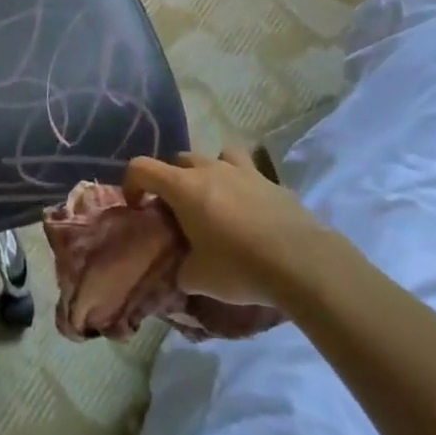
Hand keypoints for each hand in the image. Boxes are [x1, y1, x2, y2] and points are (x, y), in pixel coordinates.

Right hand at [123, 148, 327, 308]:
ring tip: (215, 199)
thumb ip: (181, 270)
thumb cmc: (240, 267)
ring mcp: (243, 171)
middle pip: (178, 160)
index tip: (138, 207)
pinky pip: (249, 174)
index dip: (131, 184)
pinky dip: (242, 186)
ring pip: (216, 156)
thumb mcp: (198, 279)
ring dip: (209, 172)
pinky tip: (250, 213)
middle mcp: (209, 169)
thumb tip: (181, 271)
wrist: (304, 264)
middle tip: (178, 211)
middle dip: (171, 181)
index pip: (141, 167)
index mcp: (183, 187)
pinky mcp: (273, 182)